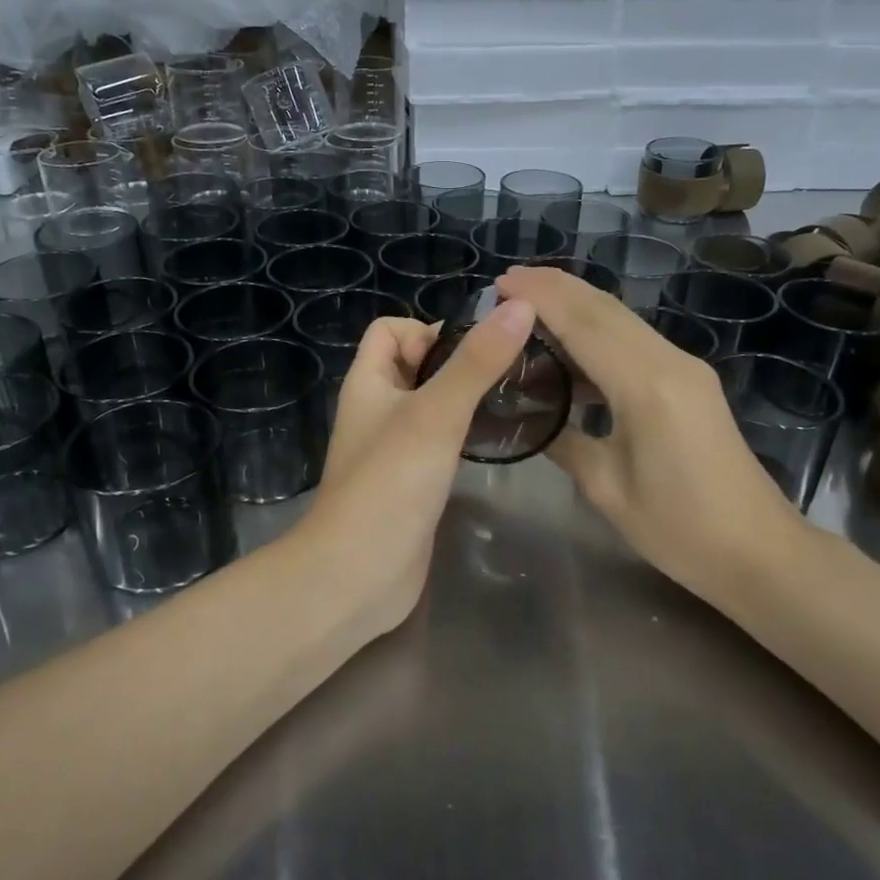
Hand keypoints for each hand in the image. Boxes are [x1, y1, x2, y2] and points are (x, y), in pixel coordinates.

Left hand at [293, 300, 537, 633]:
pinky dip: (464, 437)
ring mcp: (393, 449)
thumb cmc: (390, 483)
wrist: (358, 574)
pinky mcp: (412, 483)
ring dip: (465, 400)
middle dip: (458, 363)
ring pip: (431, 406)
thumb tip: (521, 305)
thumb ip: (477, 362)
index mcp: (368, 383)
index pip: (391, 330)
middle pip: (416, 366)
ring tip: (513, 403)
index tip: (474, 352)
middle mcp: (377, 410)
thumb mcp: (437, 413)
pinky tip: (495, 444)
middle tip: (509, 374)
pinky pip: (439, 443)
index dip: (428, 330)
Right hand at [496, 266, 815, 597]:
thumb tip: (530, 415)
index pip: (585, 324)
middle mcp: (669, 362)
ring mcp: (684, 368)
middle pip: (605, 308)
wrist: (758, 551)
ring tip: (526, 307)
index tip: (500, 283)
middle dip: (555, 287)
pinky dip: (595, 331)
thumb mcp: (606, 488)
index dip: (540, 298)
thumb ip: (563, 441)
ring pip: (621, 320)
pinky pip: (633, 341)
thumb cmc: (679, 530)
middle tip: (506, 282)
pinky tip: (568, 346)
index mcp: (647, 386)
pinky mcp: (688, 381)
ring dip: (575, 305)